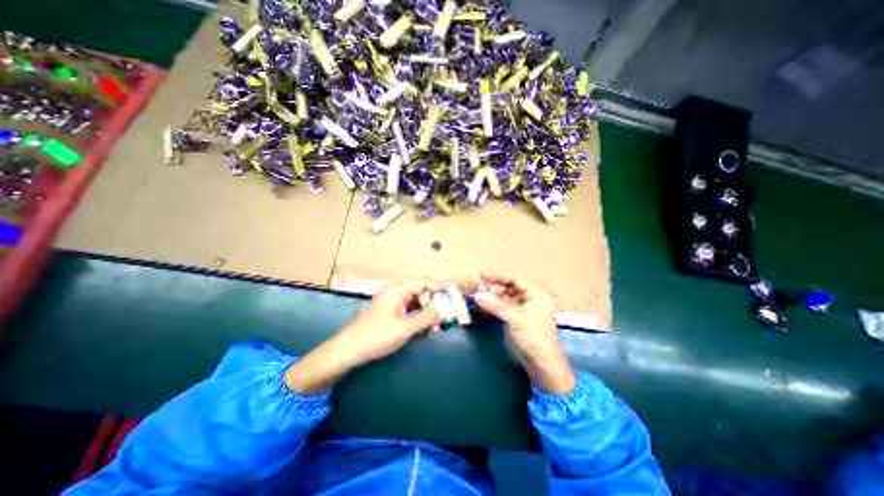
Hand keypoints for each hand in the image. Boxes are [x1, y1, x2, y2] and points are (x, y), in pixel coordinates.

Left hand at [332, 278, 440, 363]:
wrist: (348, 350)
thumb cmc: (377, 336)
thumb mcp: (405, 328)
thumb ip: (425, 318)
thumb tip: (441, 311)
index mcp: (397, 291)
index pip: (423, 282)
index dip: (438, 287)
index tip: (450, 297)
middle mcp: (394, 292)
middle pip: (419, 290)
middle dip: (432, 302)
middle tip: (443, 316)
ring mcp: (389, 302)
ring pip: (413, 301)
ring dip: (424, 310)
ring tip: (434, 324)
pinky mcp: (387, 312)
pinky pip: (406, 309)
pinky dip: (415, 316)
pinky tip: (421, 327)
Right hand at [474, 271, 577, 395]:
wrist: (542, 365)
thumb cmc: (534, 338)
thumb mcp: (515, 319)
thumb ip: (496, 306)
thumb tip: (477, 295)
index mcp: (536, 295)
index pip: (516, 280)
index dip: (499, 277)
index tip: (482, 276)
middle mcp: (530, 300)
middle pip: (510, 288)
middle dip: (494, 288)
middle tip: (478, 289)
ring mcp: (523, 310)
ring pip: (506, 298)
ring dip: (493, 297)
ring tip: (478, 297)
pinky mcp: (517, 320)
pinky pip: (504, 308)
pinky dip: (494, 306)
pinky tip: (483, 306)